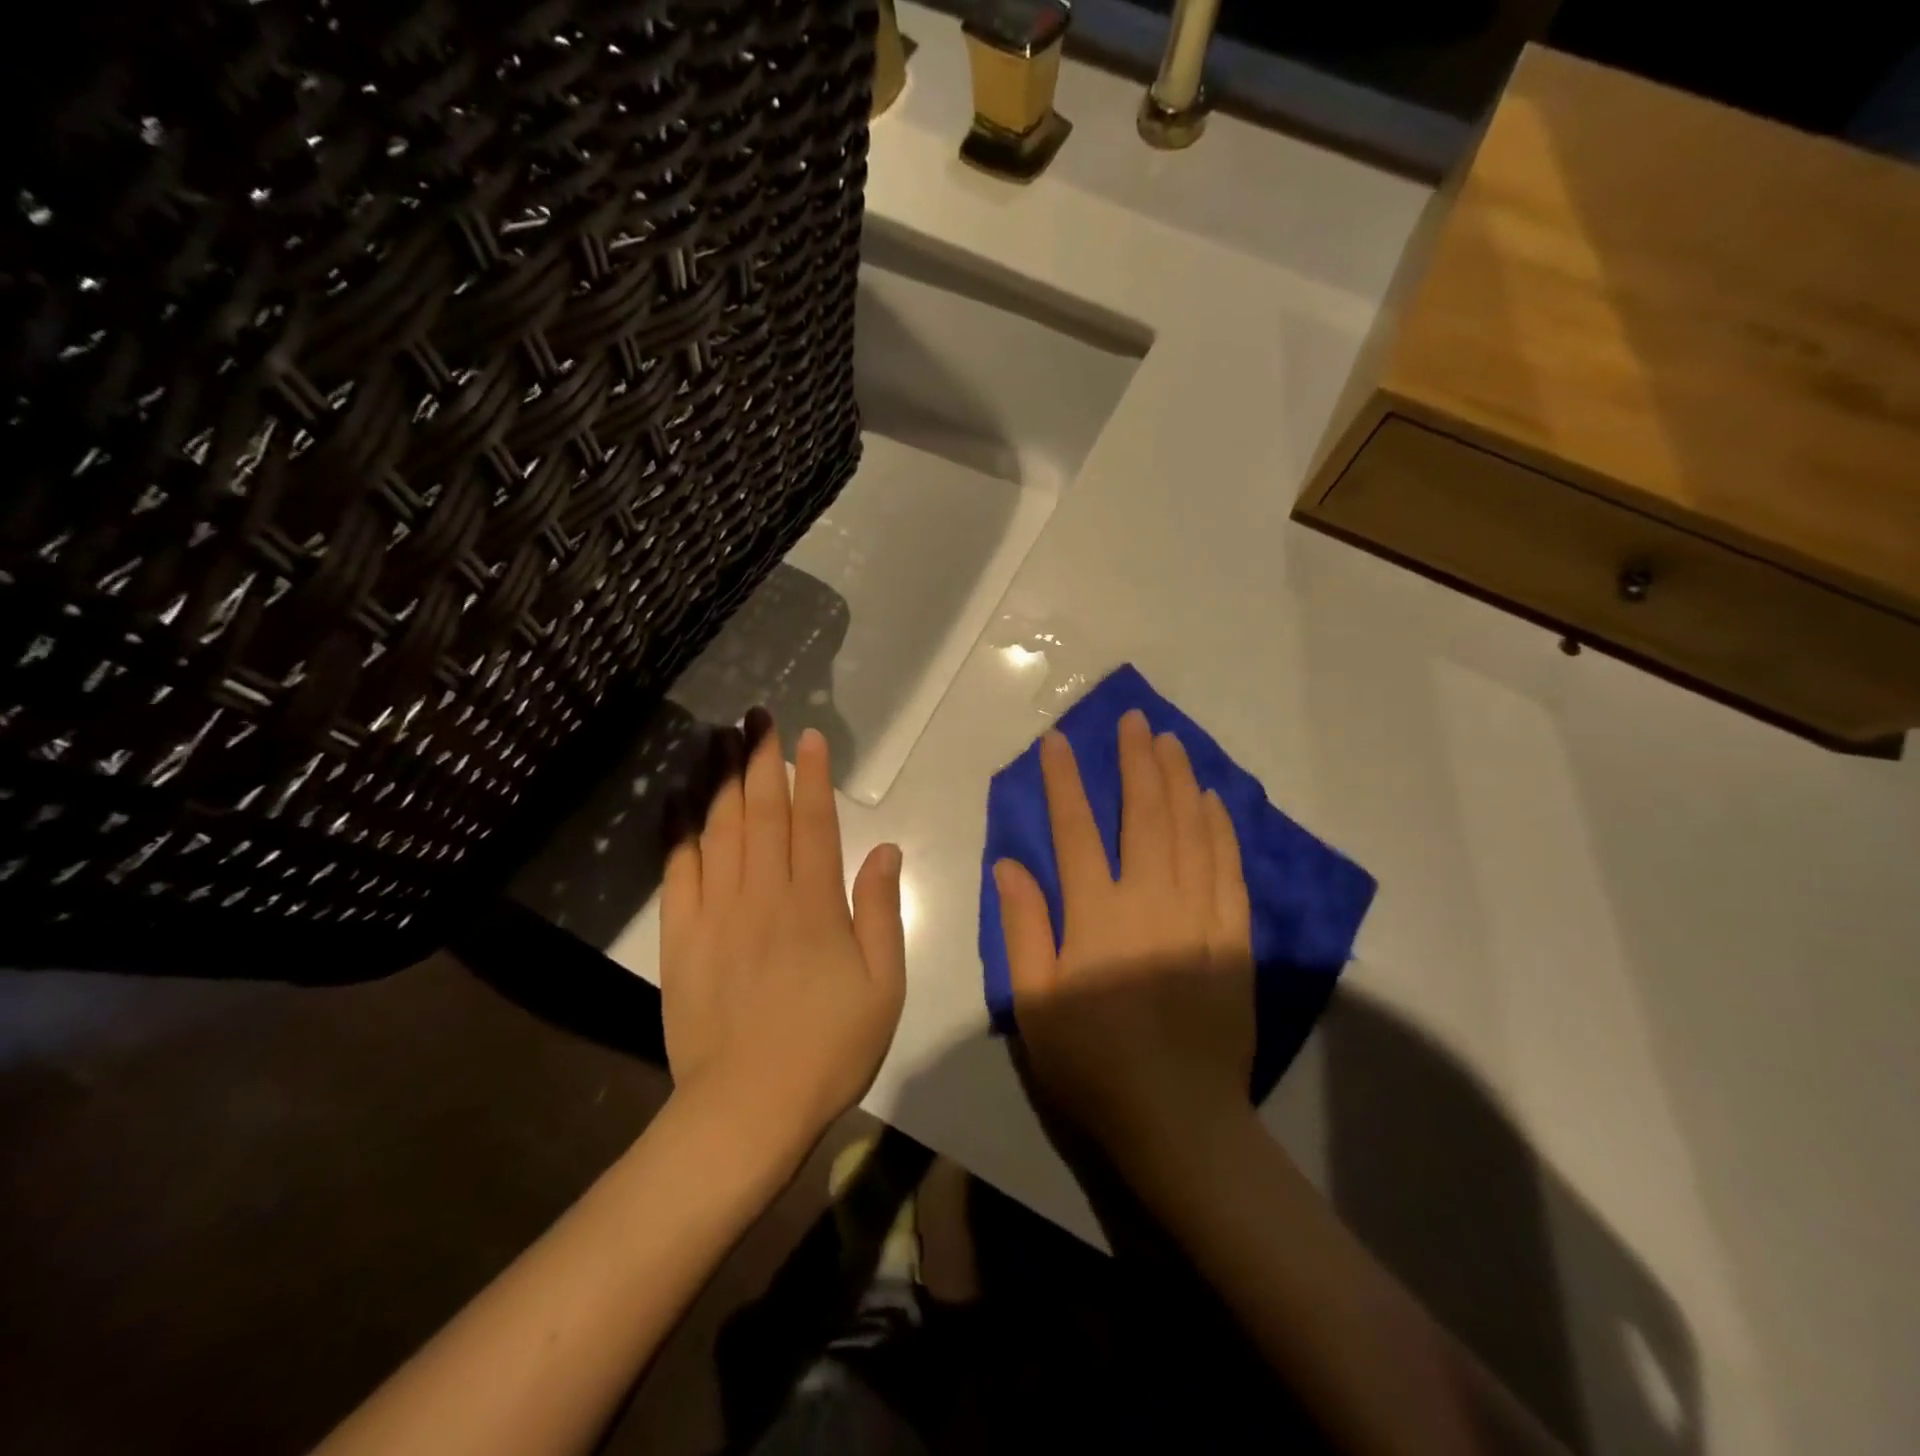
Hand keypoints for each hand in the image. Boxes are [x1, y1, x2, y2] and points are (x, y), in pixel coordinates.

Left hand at [660, 714, 906, 1173]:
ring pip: (718, 830)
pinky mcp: (681, 937)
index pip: (813, 822)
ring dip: (721, 779)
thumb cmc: (829, 1047)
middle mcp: (764, 895)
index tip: (808, 736)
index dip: (812, 776)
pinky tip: (677, 800)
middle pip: (761, 813)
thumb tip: (884, 848)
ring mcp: (717, 913)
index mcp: (815, 904)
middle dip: (761, 759)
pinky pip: (677, 871)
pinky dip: (677, 831)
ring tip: (720, 738)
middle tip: (757, 716)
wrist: (747, 1108)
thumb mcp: (883, 985)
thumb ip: (881, 911)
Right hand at [994, 709, 1254, 1168]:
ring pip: (1191, 829)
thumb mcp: (1035, 1002)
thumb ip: (1022, 928)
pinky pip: (1229, 867)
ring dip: (1179, 779)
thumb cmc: (1093, 1063)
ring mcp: (1199, 914)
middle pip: (1145, 813)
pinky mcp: (1234, 936)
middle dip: (1135, 760)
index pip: (1075, 829)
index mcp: (1097, 914)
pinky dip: (1220, 827)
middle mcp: (1151, 899)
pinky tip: (1214, 801)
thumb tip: (1009, 865)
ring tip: (1171, 741)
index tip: (1057, 740)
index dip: (1064, 780)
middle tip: (1133, 719)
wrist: (1180, 1119)